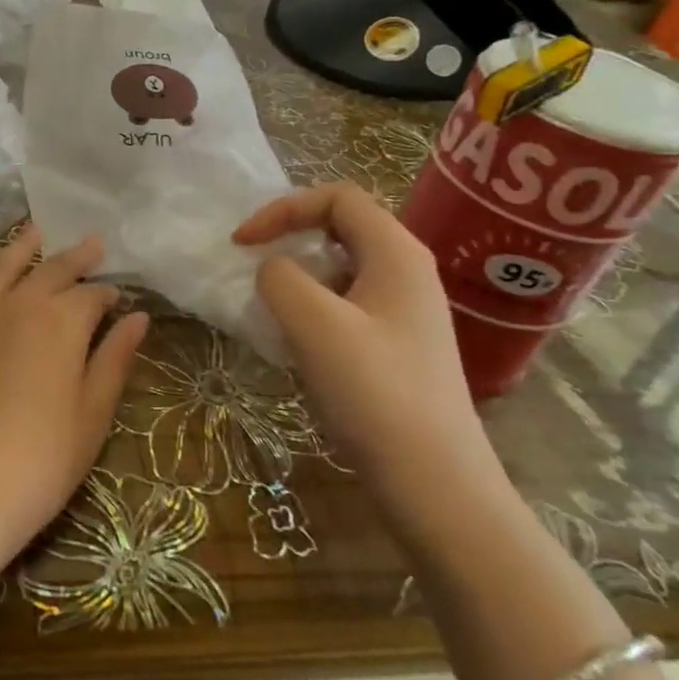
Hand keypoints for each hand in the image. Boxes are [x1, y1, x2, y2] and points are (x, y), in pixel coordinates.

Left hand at [0, 225, 149, 575]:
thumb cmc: (36, 464)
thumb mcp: (90, 418)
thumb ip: (114, 362)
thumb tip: (138, 318)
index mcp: (62, 322)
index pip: (92, 296)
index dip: (109, 295)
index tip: (119, 299)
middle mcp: (18, 303)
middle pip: (51, 269)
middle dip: (75, 257)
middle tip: (92, 244)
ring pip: (2, 265)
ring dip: (23, 247)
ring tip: (36, 231)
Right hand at [234, 183, 502, 525]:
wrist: (436, 482)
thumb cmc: (376, 392)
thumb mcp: (315, 324)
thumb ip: (280, 278)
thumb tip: (273, 270)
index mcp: (396, 252)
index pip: (337, 197)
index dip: (283, 208)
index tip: (243, 243)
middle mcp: (407, 271)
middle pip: (341, 227)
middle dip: (290, 237)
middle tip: (253, 264)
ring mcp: (406, 310)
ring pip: (341, 268)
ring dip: (298, 276)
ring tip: (270, 307)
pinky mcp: (398, 345)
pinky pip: (347, 304)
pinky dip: (313, 308)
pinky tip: (297, 343)